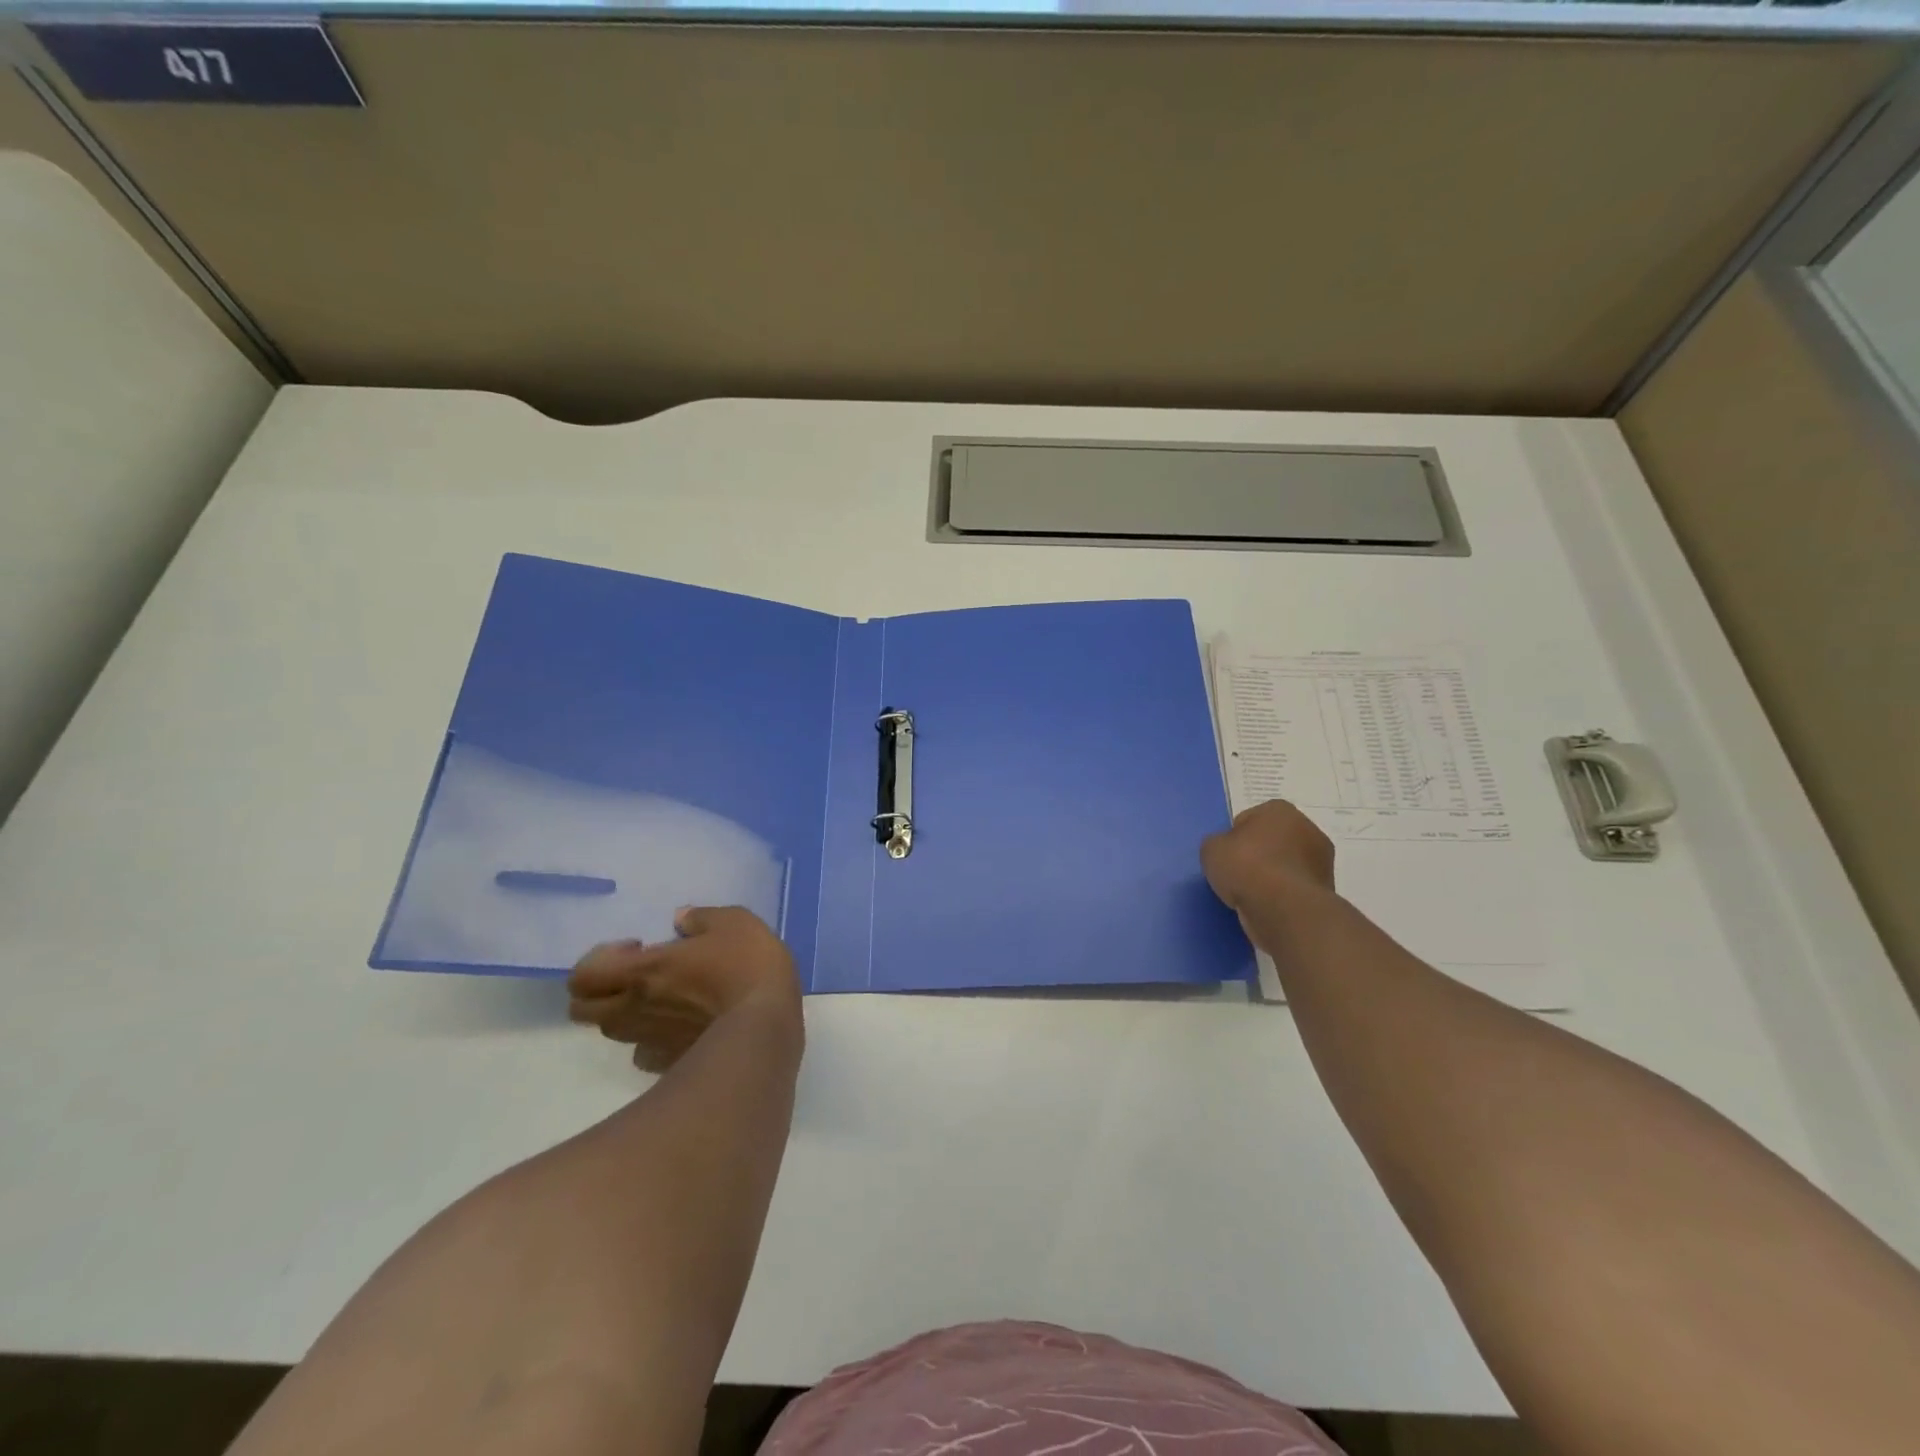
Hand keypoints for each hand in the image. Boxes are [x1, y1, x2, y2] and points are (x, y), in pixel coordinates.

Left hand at [568, 907, 800, 1072]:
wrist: (767, 1027)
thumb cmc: (747, 966)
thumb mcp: (733, 922)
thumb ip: (701, 917)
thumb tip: (680, 919)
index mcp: (642, 971)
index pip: (581, 976)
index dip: (598, 959)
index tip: (638, 947)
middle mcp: (633, 1009)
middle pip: (582, 1010)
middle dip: (601, 990)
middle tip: (637, 974)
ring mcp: (649, 1041)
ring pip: (613, 1032)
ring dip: (626, 1013)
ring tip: (662, 999)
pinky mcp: (669, 1064)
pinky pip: (644, 1053)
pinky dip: (652, 1040)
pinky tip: (680, 1027)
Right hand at [1200, 799, 1335, 910]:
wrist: (1283, 909)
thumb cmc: (1246, 867)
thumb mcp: (1211, 849)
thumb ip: (1218, 844)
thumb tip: (1228, 851)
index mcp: (1280, 810)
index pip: (1249, 819)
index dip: (1234, 838)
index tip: (1227, 856)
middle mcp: (1307, 828)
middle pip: (1272, 841)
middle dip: (1258, 855)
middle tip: (1238, 875)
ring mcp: (1321, 861)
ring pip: (1285, 865)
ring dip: (1272, 877)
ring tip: (1252, 895)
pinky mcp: (1326, 890)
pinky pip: (1294, 888)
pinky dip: (1283, 896)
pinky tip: (1268, 906)